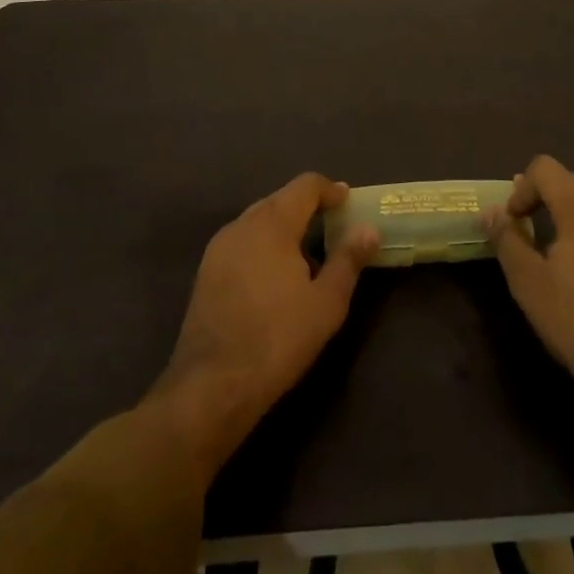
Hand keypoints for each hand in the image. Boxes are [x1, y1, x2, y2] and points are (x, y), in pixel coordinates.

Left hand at [151, 174, 377, 475]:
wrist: (210, 388)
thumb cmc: (277, 339)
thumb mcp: (326, 302)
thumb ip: (348, 259)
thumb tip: (368, 229)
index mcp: (273, 223)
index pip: (305, 185)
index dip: (330, 190)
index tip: (348, 202)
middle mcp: (242, 224)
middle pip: (280, 199)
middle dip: (307, 208)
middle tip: (333, 228)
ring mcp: (219, 248)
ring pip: (259, 221)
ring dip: (284, 227)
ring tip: (306, 255)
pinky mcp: (205, 272)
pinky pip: (242, 242)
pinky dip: (263, 245)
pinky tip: (274, 278)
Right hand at [484, 156, 573, 402]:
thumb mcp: (529, 281)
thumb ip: (506, 239)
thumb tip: (489, 212)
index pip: (544, 168)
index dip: (521, 189)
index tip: (513, 223)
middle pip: (567, 182)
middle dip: (540, 200)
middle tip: (524, 234)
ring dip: (563, 216)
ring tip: (549, 252)